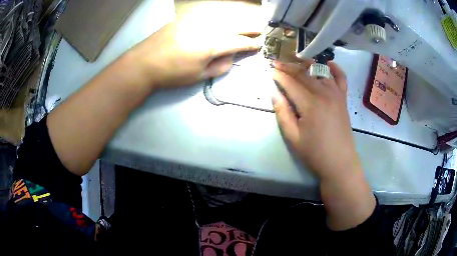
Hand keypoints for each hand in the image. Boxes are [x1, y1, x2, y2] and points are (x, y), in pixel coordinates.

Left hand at [128, 20, 260, 88]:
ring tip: (243, 27)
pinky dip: (218, 21)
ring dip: (235, 23)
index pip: (239, 42)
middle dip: (249, 28)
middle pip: (234, 26)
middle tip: (259, 29)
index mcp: (213, 45)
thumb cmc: (172, 73)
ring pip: (222, 20)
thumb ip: (219, 66)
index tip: (259, 44)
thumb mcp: (198, 76)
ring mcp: (196, 21)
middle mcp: (208, 28)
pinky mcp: (185, 19)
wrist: (144, 63)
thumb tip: (230, 57)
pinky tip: (220, 24)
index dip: (251, 44)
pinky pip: (207, 18)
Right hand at [271, 60, 359, 180]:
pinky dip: (335, 68)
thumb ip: (282, 112)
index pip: (291, 83)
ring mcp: (336, 94)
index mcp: (310, 104)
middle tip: (277, 63)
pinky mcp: (343, 99)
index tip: (269, 69)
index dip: (279, 75)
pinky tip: (328, 63)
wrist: (340, 162)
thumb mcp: (293, 137)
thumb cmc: (315, 153)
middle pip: (304, 74)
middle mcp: (324, 93)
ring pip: (320, 72)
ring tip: (295, 63)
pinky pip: (341, 78)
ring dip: (306, 65)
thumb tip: (274, 92)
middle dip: (288, 67)